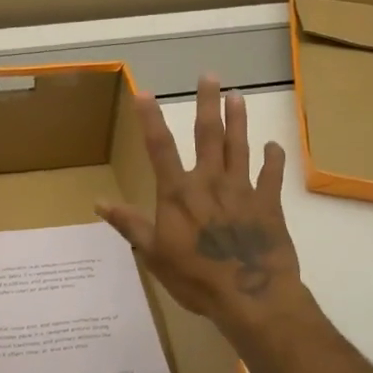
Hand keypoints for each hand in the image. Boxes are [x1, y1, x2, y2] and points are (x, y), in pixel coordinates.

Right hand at [96, 75, 302, 338]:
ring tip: (238, 96)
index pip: (160, 148)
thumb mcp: (154, 255)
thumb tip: (99, 202)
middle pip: (208, 135)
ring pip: (239, 146)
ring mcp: (242, 190)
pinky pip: (271, 176)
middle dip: (207, 104)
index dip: (151, 119)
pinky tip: (273, 145)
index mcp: (178, 193)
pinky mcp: (268, 205)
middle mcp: (210, 182)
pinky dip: (272, 159)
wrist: (251, 297)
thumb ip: (130, 225)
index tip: (145, 92)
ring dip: (238, 120)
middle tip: (210, 76)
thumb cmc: (196, 278)